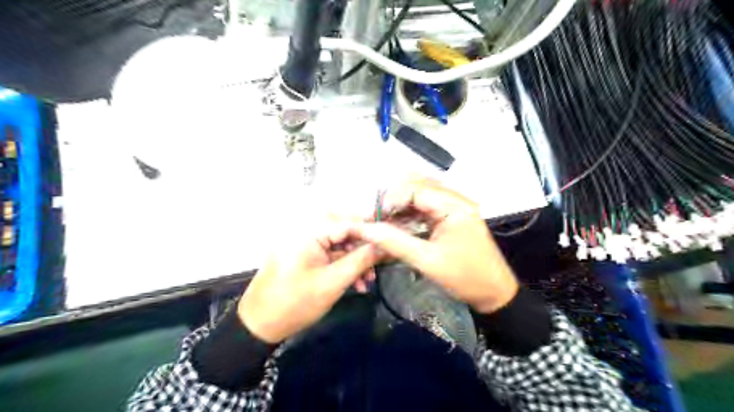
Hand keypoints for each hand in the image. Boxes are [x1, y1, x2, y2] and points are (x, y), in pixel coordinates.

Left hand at [240, 220, 377, 344]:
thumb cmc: (295, 303)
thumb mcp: (333, 282)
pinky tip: (356, 283)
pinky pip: (331, 253)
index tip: (395, 241)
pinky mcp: (306, 253)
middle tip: (382, 263)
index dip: (374, 231)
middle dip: (365, 248)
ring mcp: (306, 241)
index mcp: (310, 230)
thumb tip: (385, 246)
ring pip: (341, 244)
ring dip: (356, 260)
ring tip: (368, 280)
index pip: (350, 222)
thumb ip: (361, 260)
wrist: (258, 324)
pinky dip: (344, 265)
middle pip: (346, 230)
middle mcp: (308, 229)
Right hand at [353, 177, 517, 315]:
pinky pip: (427, 206)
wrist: (494, 293)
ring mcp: (455, 206)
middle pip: (418, 185)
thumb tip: (365, 229)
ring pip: (421, 194)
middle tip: (379, 218)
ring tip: (385, 221)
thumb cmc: (465, 278)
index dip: (392, 199)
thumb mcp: (427, 261)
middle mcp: (456, 199)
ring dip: (401, 205)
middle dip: (395, 199)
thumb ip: (394, 242)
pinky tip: (398, 225)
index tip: (376, 217)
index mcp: (454, 206)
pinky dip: (411, 212)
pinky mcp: (452, 215)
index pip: (415, 188)